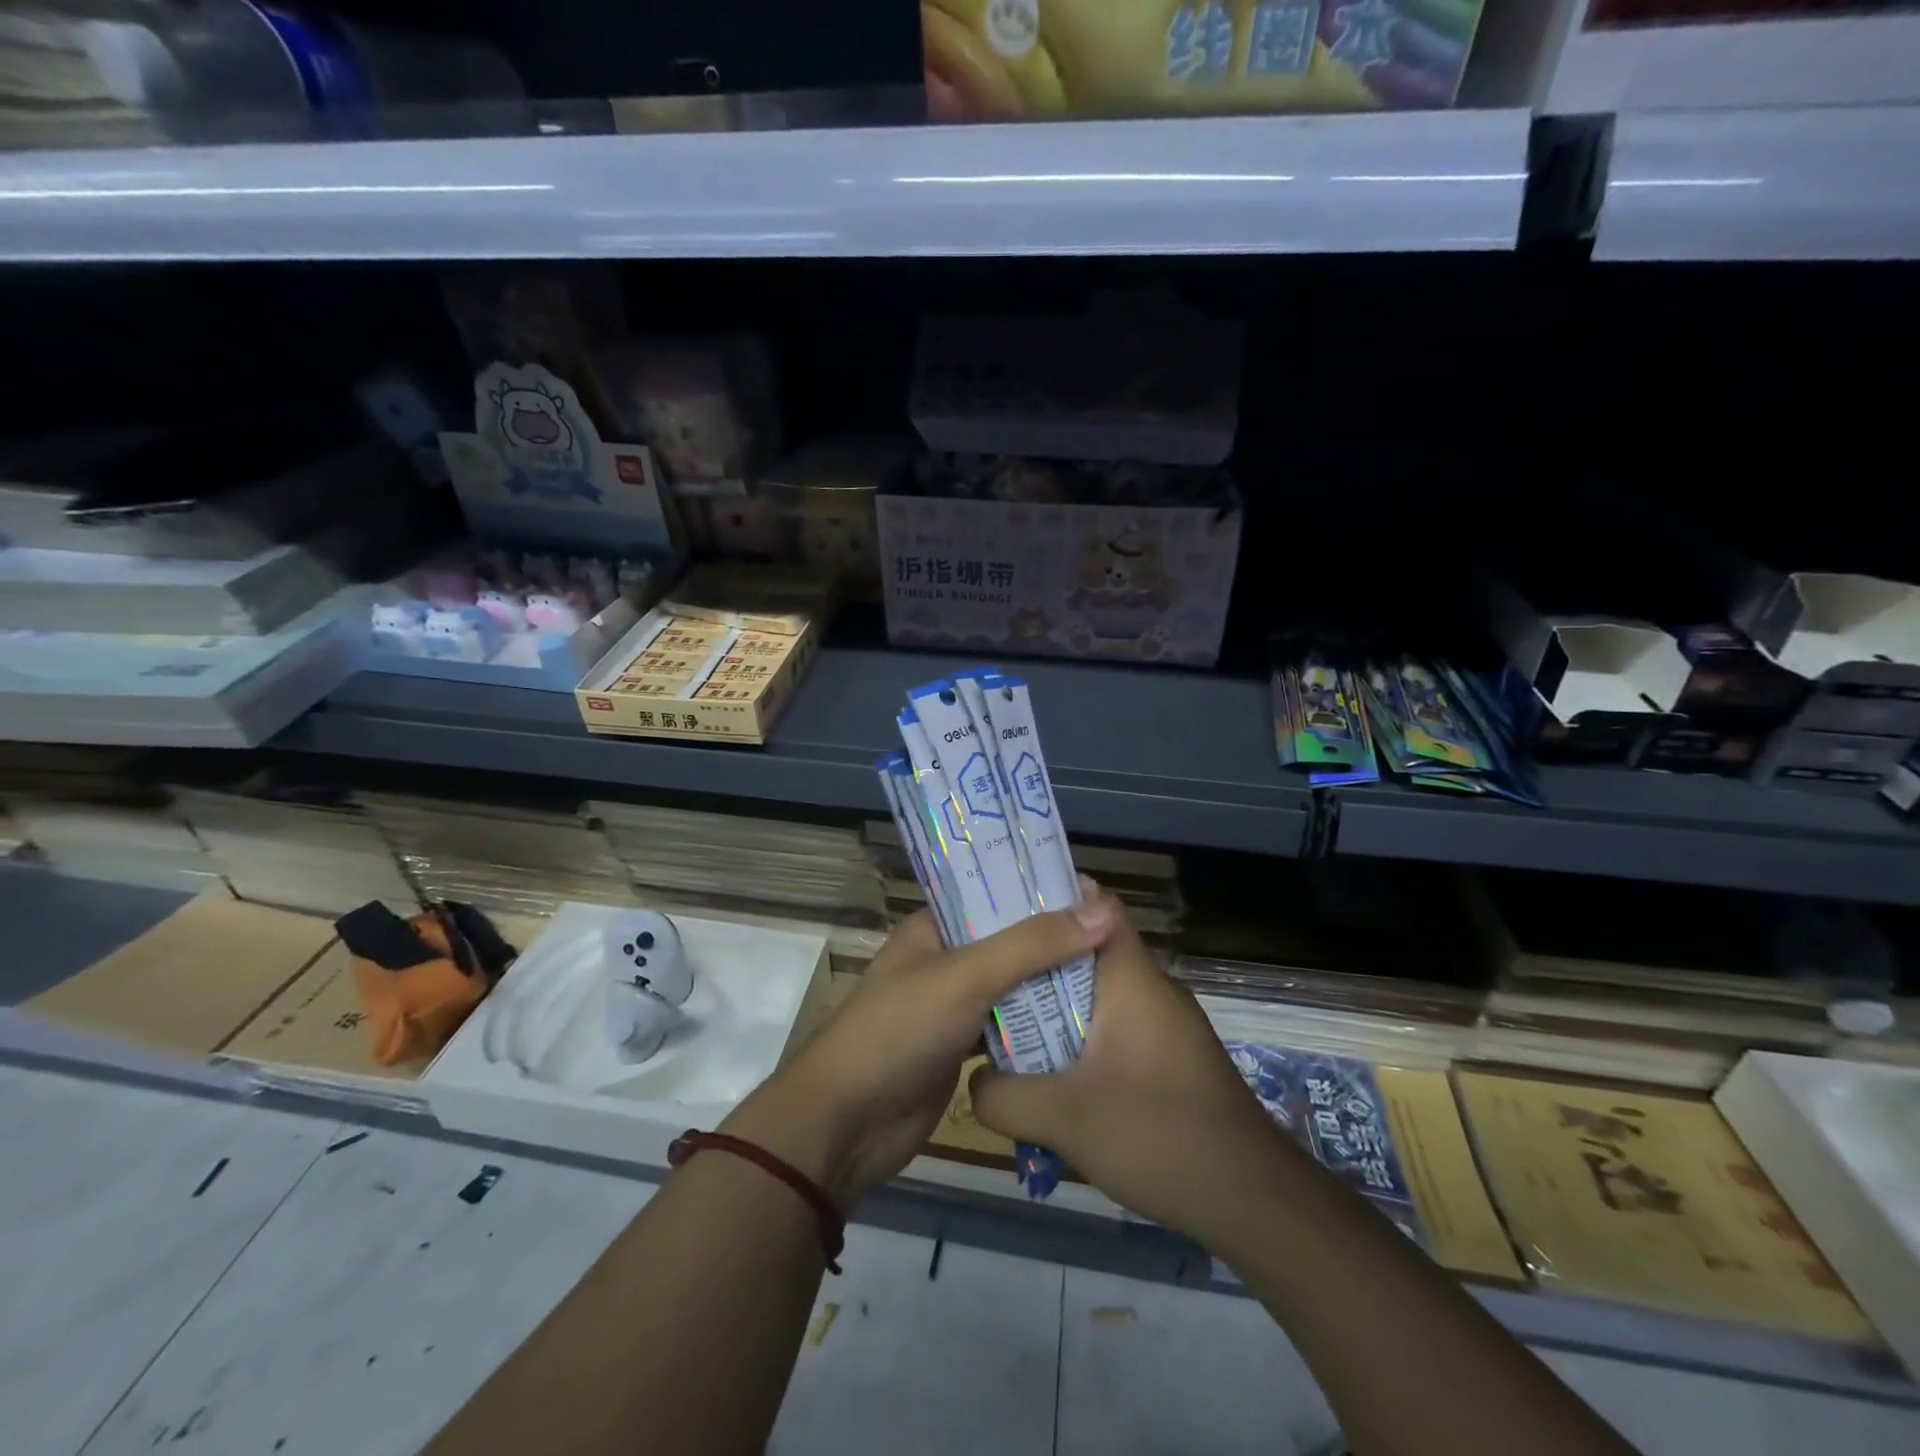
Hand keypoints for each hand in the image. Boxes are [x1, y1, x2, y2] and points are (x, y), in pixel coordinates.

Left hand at [722, 894, 1112, 1211]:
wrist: (847, 1124)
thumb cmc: (899, 1031)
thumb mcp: (967, 976)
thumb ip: (1032, 944)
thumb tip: (1101, 912)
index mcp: (933, 927)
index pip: (992, 894)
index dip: (1037, 891)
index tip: (1092, 892)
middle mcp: (943, 959)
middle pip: (1008, 940)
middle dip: (1052, 940)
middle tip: (1113, 936)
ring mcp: (952, 1005)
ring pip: (1011, 985)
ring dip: (1049, 983)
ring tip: (1110, 973)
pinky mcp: (961, 1047)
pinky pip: (1007, 1026)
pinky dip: (1037, 1025)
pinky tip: (1083, 1022)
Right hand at [969, 891, 1288, 1244]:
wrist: (1254, 1200)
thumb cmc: (1157, 1134)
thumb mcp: (1062, 1118)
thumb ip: (1002, 1095)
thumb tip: (974, 1080)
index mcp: (1131, 976)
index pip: (1095, 903)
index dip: (1050, 896)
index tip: (1002, 909)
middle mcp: (1151, 987)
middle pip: (1086, 952)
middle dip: (1036, 963)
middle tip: (986, 976)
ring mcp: (1167, 1023)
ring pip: (1099, 996)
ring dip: (1057, 1009)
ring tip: (1008, 1028)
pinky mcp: (1173, 1056)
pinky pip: (1117, 1029)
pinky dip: (1083, 1040)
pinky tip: (1056, 1079)